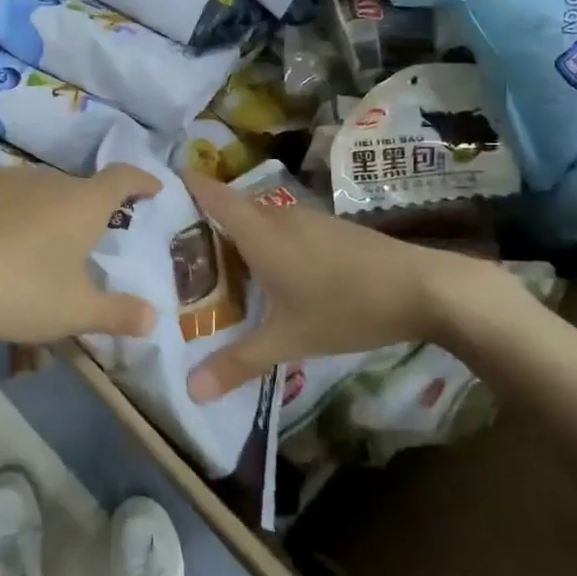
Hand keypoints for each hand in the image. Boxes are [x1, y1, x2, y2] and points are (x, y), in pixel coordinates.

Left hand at [0, 163, 162, 350]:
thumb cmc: (19, 291)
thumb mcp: (75, 312)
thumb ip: (118, 314)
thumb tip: (153, 318)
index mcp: (82, 202)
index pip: (123, 177)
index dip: (142, 180)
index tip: (153, 187)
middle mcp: (48, 179)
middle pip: (79, 187)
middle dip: (90, 207)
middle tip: (90, 237)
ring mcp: (6, 178)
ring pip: (39, 190)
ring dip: (48, 209)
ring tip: (40, 242)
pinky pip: (4, 195)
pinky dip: (12, 211)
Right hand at [181, 170, 527, 402]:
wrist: (424, 288)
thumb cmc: (346, 306)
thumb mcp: (288, 340)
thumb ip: (238, 363)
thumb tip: (191, 389)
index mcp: (259, 231)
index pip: (210, 194)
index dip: (181, 185)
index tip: (152, 191)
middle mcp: (278, 216)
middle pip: (229, 208)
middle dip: (200, 223)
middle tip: (171, 251)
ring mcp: (308, 220)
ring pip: (258, 221)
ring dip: (234, 237)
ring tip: (212, 267)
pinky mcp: (330, 231)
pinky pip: (281, 229)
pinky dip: (262, 244)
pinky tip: (266, 276)